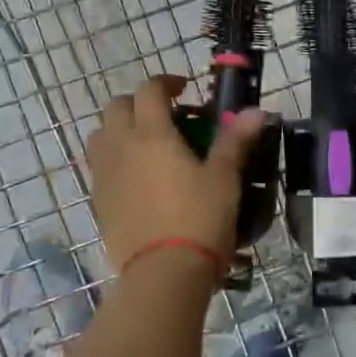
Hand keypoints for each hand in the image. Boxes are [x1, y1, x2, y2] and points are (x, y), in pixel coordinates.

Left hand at [85, 75, 265, 274]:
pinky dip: (115, 157)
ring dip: (121, 128)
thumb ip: (236, 140)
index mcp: (152, 133)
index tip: (185, 90)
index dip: (166, 82)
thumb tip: (257, 111)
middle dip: (139, 102)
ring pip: (101, 134)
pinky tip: (138, 177)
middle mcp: (121, 145)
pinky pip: (100, 165)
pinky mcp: (98, 200)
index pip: (149, 89)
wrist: (163, 274)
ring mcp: (104, 174)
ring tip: (147, 143)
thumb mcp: (225, 177)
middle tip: (166, 115)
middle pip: (117, 106)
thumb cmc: (199, 219)